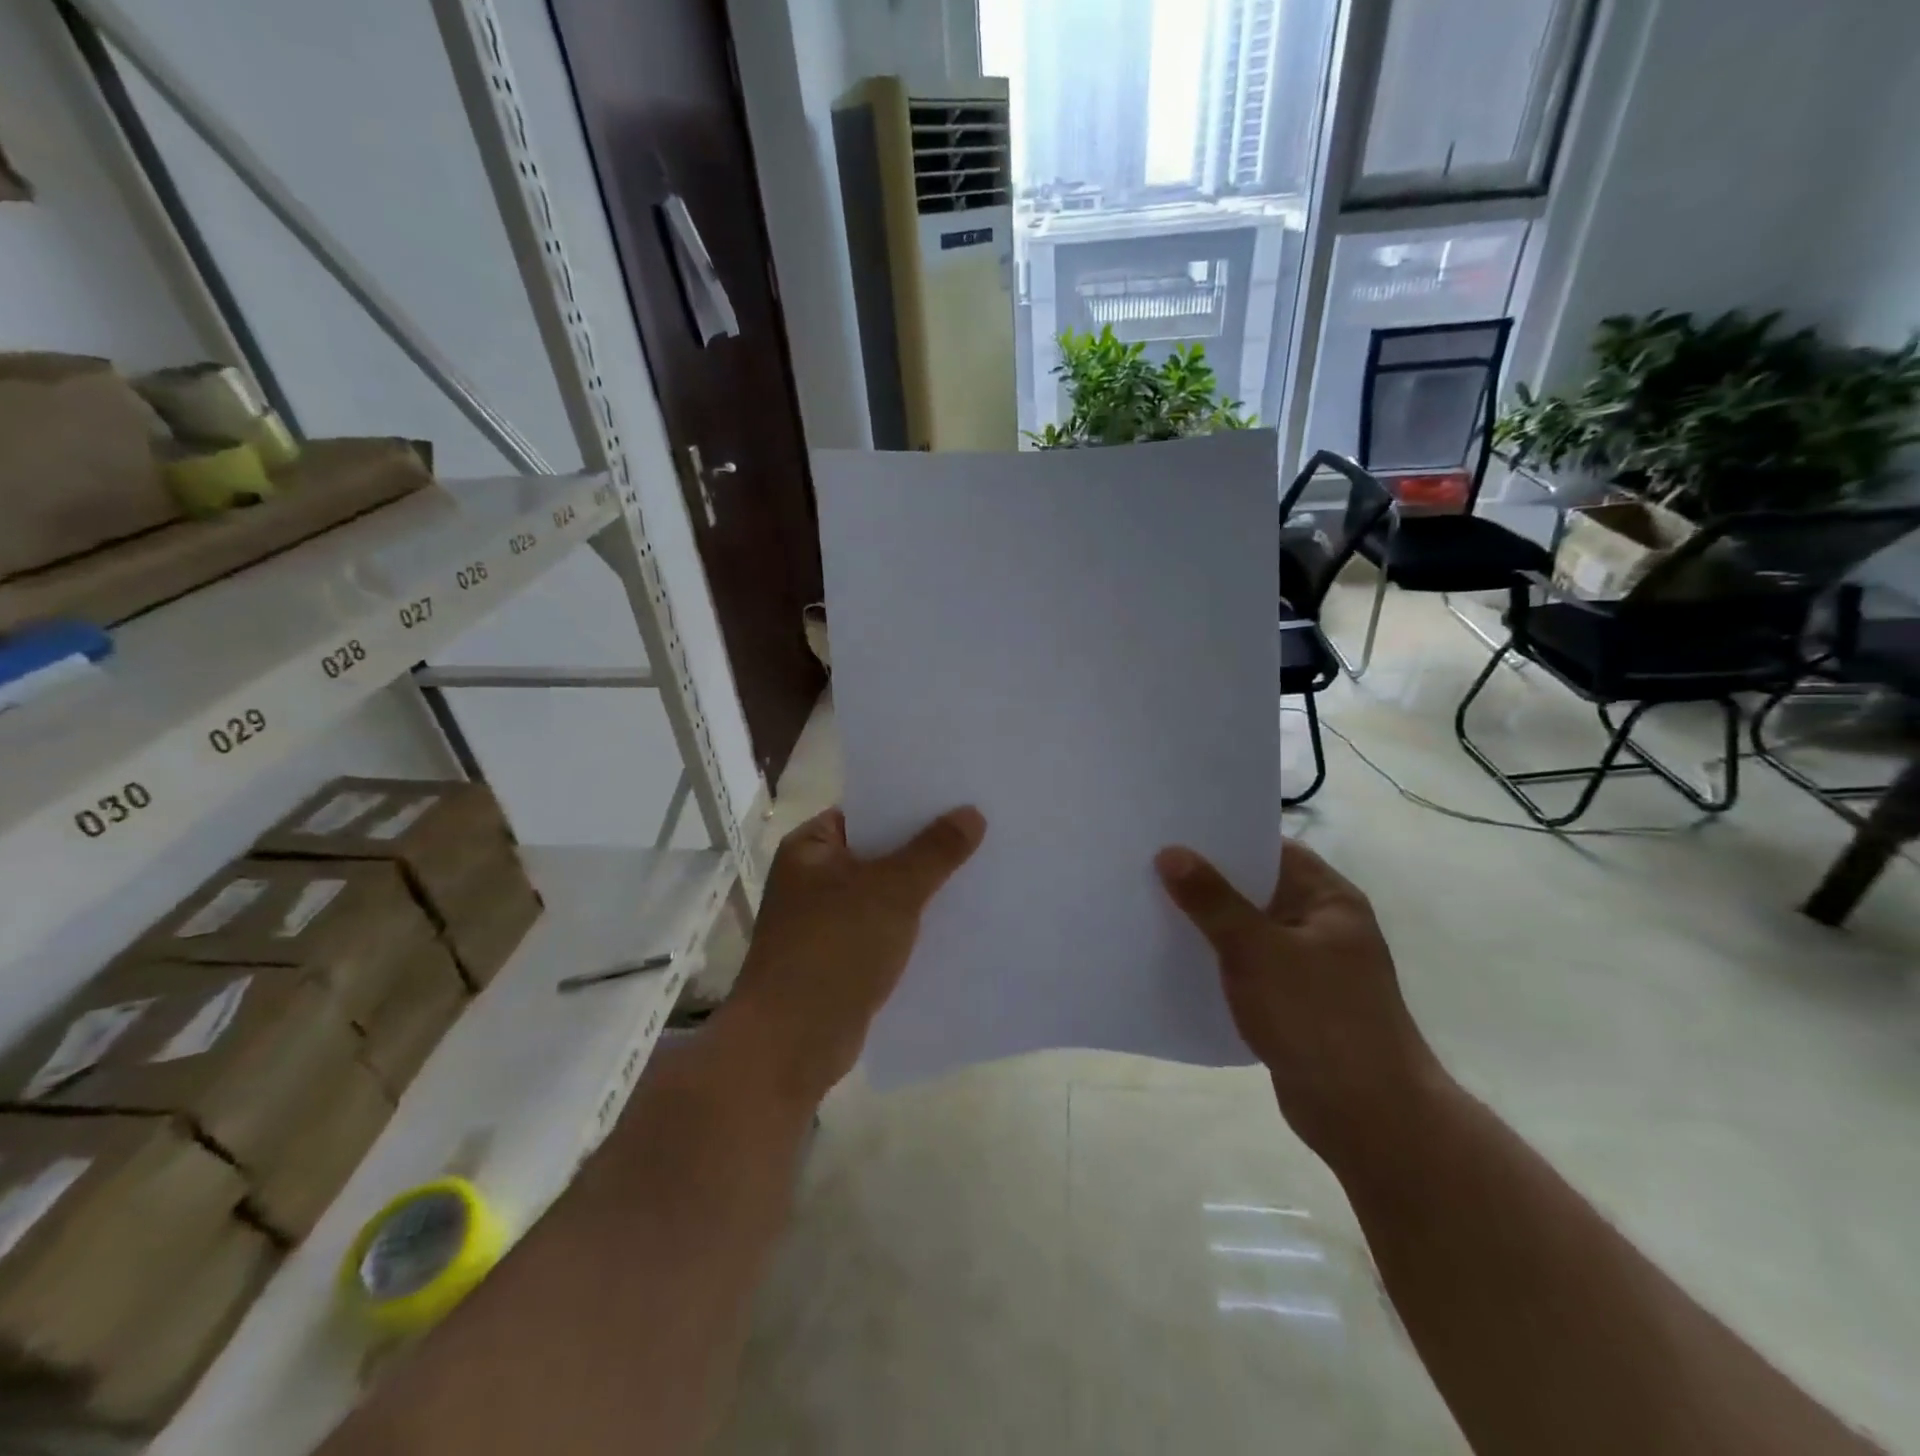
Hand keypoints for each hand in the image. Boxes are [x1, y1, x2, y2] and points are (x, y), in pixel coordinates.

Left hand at [722, 806, 985, 1106]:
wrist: (790, 1045)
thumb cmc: (833, 950)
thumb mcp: (891, 891)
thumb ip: (934, 850)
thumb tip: (972, 813)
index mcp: (811, 847)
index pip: (867, 810)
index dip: (911, 802)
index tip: (959, 796)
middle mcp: (815, 878)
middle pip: (880, 851)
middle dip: (926, 846)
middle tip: (983, 830)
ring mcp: (827, 920)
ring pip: (886, 892)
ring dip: (924, 888)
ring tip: (981, 870)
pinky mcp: (842, 957)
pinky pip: (886, 928)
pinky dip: (915, 924)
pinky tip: (957, 921)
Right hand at [1155, 836, 1445, 1168]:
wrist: (1368, 1117)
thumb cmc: (1318, 1018)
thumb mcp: (1257, 951)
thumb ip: (1212, 900)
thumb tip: (1170, 852)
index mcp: (1327, 898)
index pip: (1269, 849)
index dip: (1221, 838)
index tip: (1170, 831)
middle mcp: (1321, 923)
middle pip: (1254, 888)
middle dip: (1205, 881)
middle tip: (1146, 867)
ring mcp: (1310, 965)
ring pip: (1247, 929)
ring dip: (1207, 923)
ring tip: (1150, 907)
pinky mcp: (1294, 1001)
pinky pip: (1248, 966)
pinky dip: (1218, 960)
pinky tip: (1176, 959)